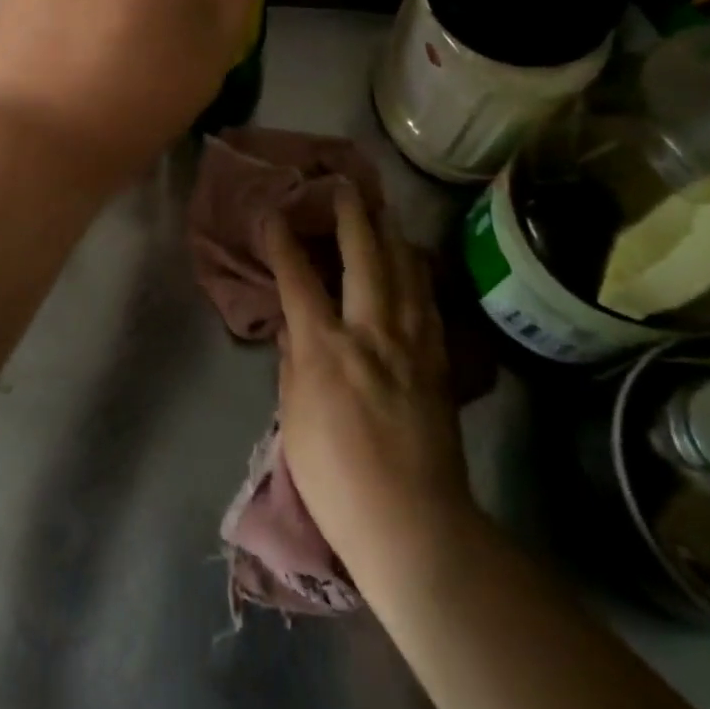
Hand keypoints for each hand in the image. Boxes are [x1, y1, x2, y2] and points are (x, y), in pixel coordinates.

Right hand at [261, 186, 475, 592]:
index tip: (272, 211)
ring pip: (404, 271)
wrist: (414, 524)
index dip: (282, 241)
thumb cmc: (337, 476)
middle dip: (350, 216)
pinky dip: (417, 272)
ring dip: (390, 234)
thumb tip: (292, 326)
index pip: (298, 278)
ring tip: (382, 208)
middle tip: (343, 184)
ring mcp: (410, 344)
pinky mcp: (437, 362)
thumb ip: (293, 361)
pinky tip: (414, 260)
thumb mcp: (294, 417)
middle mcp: (371, 332)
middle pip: (362, 257)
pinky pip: (427, 301)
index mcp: (327, 347)